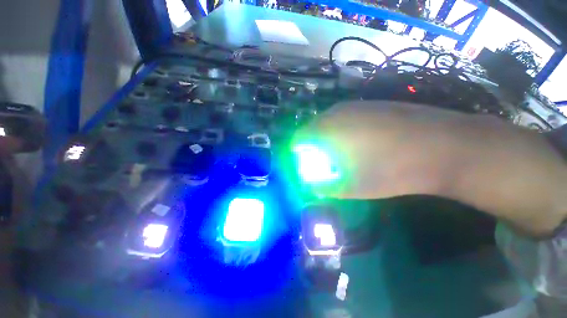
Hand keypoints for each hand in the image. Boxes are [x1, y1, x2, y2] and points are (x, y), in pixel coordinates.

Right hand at [293, 101, 566, 236]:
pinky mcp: (372, 105)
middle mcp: (337, 112)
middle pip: (312, 129)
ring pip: (328, 122)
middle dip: (311, 147)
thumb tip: (310, 185)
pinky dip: (342, 131)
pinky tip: (359, 144)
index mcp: (327, 129)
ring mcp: (356, 106)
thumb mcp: (352, 186)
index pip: (299, 138)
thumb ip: (324, 186)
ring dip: (326, 139)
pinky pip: (345, 118)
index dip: (297, 152)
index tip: (303, 165)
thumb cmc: (392, 170)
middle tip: (321, 162)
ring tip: (339, 155)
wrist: (446, 146)